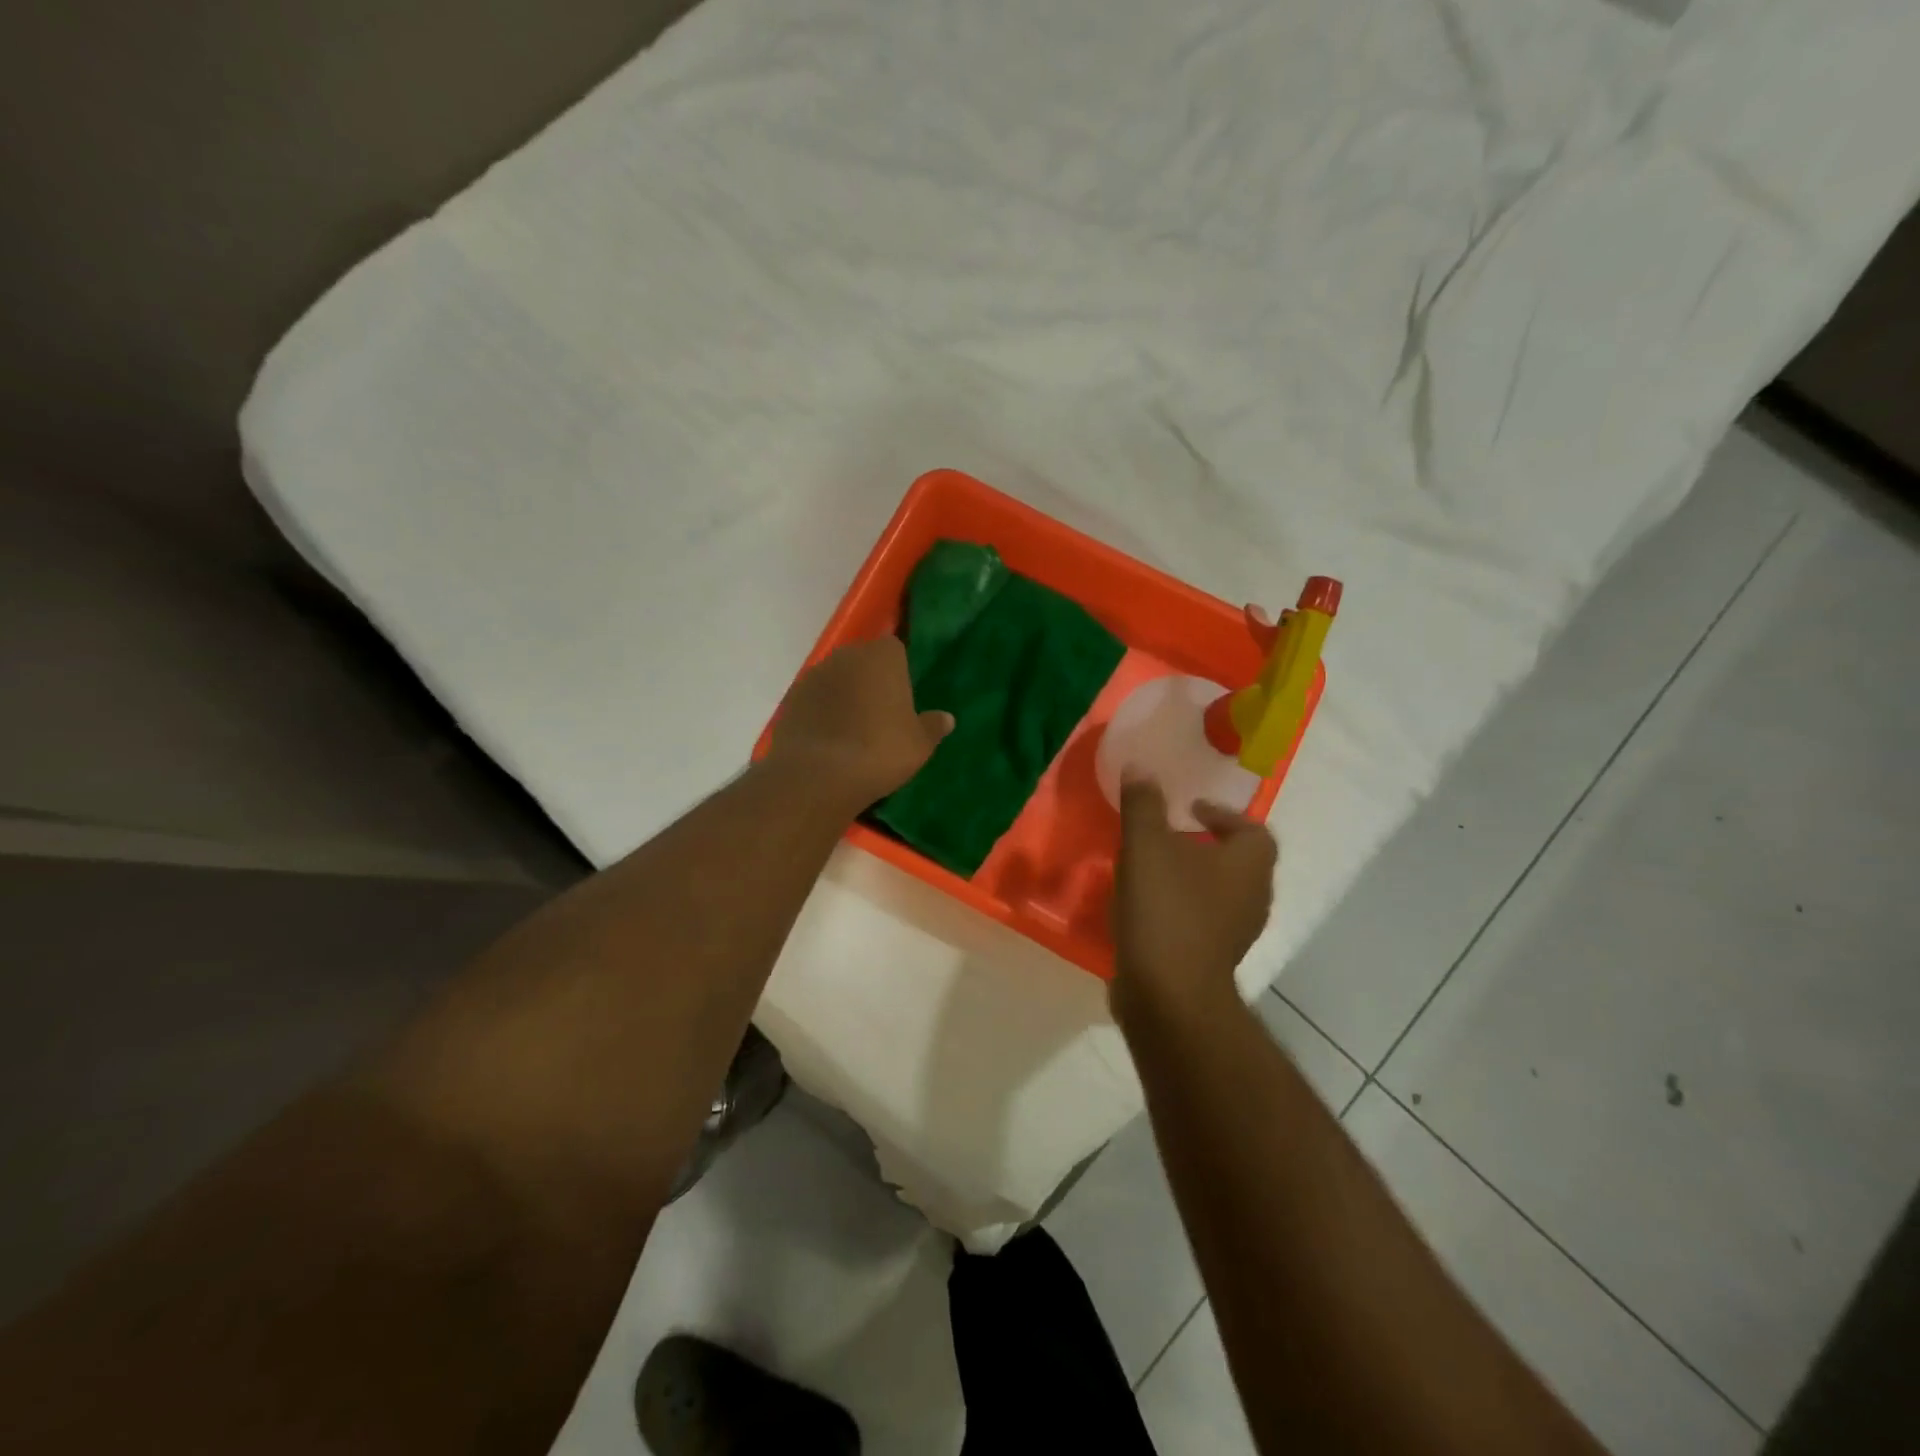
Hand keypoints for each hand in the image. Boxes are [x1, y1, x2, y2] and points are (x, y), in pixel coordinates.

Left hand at [766, 637, 952, 810]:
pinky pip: (815, 701)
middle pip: (862, 662)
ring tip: (853, 732)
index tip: (902, 697)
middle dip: (870, 681)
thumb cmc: (880, 751)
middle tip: (881, 716)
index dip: (899, 671)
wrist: (817, 774)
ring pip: (836, 680)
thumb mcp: (919, 744)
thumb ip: (932, 727)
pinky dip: (822, 714)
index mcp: (882, 657)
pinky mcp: (790, 699)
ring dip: (844, 697)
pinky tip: (829, 741)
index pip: (894, 649)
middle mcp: (846, 656)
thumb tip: (946, 718)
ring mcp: (814, 676)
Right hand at [1111, 779, 1277, 1026]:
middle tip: (1168, 836)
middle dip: (1205, 846)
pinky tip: (1146, 907)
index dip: (1225, 815)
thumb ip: (1144, 804)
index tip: (1190, 809)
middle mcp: (1254, 898)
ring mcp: (1236, 934)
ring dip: (1191, 878)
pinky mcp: (1213, 960)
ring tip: (1151, 869)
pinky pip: (1202, 921)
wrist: (1167, 994)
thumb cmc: (1166, 909)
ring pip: (1219, 893)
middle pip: (1238, 862)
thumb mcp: (1146, 845)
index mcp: (1249, 865)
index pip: (1255, 830)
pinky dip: (1181, 908)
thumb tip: (1140, 767)